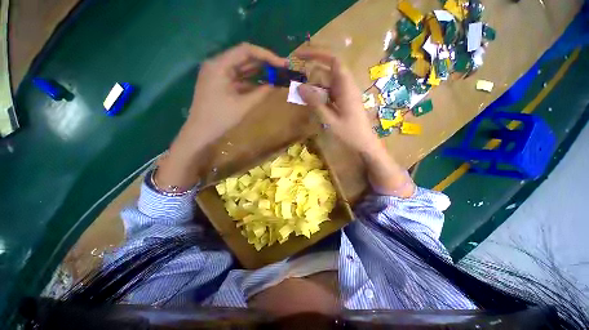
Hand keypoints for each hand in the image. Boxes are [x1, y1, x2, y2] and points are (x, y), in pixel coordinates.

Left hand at [186, 42, 287, 141]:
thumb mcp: (244, 105)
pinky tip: (263, 84)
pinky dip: (251, 81)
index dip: (266, 55)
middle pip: (244, 57)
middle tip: (282, 69)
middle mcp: (217, 64)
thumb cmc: (220, 119)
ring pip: (241, 67)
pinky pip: (238, 78)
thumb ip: (261, 93)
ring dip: (258, 71)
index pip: (246, 51)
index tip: (282, 63)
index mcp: (219, 65)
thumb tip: (276, 84)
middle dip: (264, 63)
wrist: (200, 133)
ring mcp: (217, 74)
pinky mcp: (219, 83)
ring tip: (276, 75)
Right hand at [296, 49, 413, 196]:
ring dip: (314, 87)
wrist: (365, 145)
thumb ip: (315, 103)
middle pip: (328, 72)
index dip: (317, 55)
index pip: (333, 61)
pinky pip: (330, 94)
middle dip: (312, 73)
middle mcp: (347, 87)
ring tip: (301, 93)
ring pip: (328, 84)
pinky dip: (319, 96)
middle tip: (296, 81)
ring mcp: (345, 95)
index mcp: (346, 87)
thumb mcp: (330, 119)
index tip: (300, 56)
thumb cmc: (350, 134)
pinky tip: (312, 103)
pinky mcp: (344, 103)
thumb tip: (300, 87)